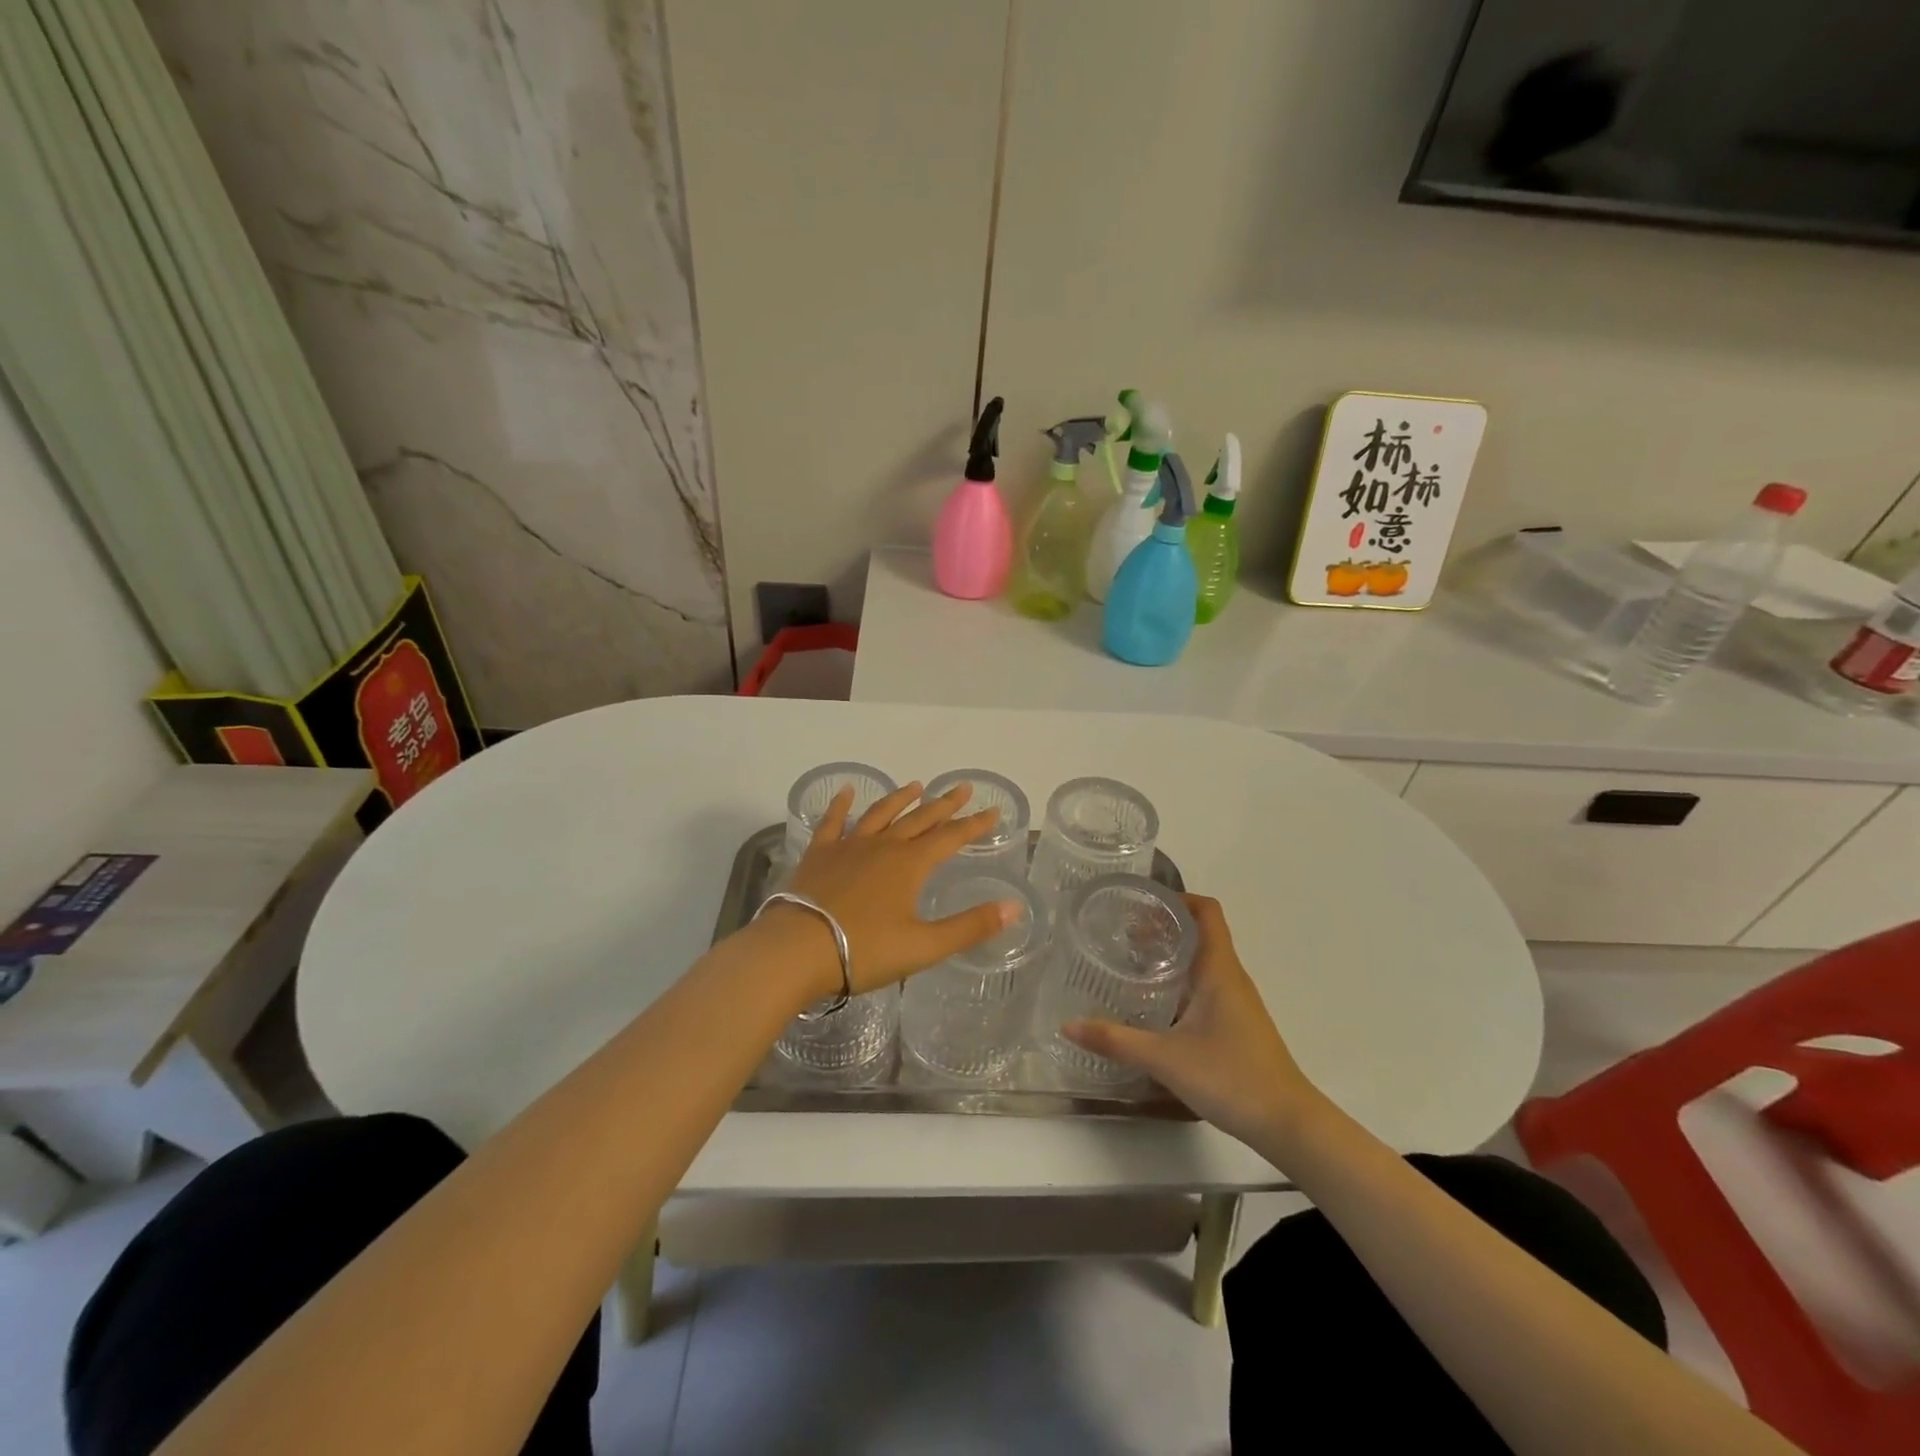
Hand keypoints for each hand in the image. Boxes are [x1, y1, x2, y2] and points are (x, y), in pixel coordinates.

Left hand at [765, 782, 1018, 996]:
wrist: (797, 950)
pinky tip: (846, 791)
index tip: (993, 810)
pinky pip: (833, 822)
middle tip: (962, 787)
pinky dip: (841, 805)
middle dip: (944, 804)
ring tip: (915, 785)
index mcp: (910, 865)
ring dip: (900, 799)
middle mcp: (883, 846)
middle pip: (920, 819)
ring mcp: (848, 847)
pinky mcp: (819, 855)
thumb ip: (970, 926)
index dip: (974, 825)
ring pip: (880, 814)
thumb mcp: (924, 946)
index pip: (951, 838)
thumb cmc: (864, 951)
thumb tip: (1015, 907)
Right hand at [1063, 895, 1327, 1149]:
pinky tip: (1153, 1002)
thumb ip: (1116, 1040)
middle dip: (1163, 925)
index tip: (1141, 901)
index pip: (1207, 911)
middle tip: (1122, 930)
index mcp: (1218, 969)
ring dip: (1170, 953)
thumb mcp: (1165, 1058)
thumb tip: (1068, 1026)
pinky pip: (1205, 985)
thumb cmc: (1231, 1077)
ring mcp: (1236, 1001)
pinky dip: (1179, 980)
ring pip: (1202, 960)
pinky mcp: (1236, 1023)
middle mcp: (1230, 977)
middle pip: (1200, 932)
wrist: (1288, 1124)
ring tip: (1130, 960)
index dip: (1176, 897)